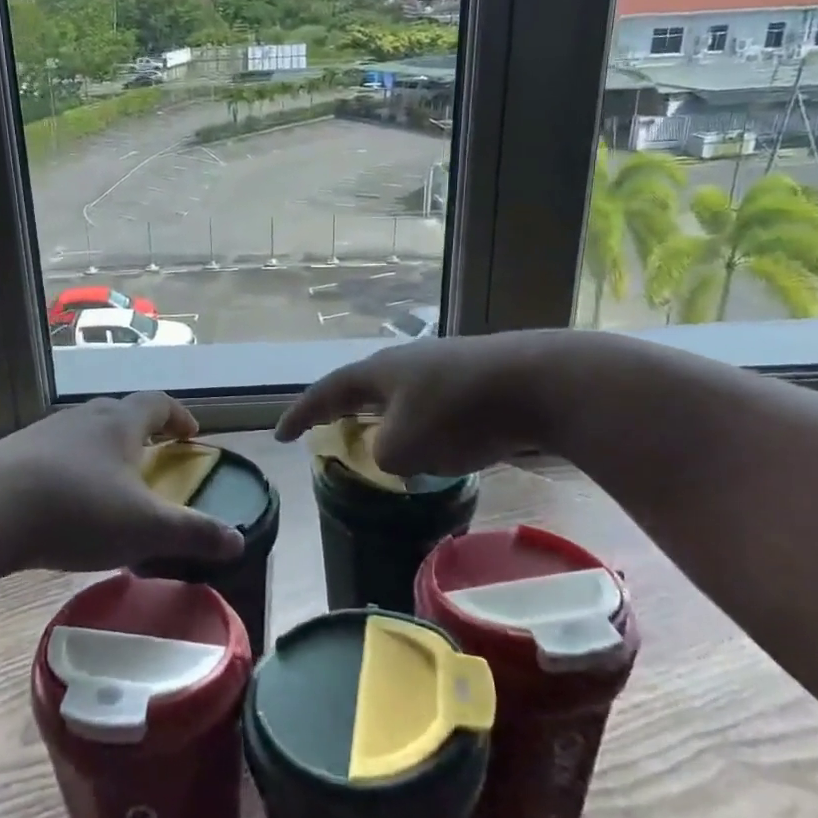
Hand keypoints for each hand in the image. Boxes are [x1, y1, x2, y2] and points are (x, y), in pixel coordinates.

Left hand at [0, 392, 247, 575]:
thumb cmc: (76, 511)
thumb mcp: (144, 529)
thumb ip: (193, 534)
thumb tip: (239, 541)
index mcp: (119, 423)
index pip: (158, 404)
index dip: (178, 416)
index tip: (191, 434)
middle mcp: (82, 418)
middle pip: (119, 412)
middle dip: (141, 431)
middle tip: (153, 455)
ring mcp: (43, 433)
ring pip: (83, 432)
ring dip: (102, 448)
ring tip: (110, 481)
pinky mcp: (12, 455)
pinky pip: (52, 454)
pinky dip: (69, 468)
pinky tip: (63, 500)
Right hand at [274, 331, 564, 475]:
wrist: (537, 382)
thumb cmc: (458, 413)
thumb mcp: (405, 447)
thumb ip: (384, 455)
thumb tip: (393, 451)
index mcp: (378, 372)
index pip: (326, 391)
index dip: (301, 414)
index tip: (280, 435)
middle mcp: (405, 362)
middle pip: (362, 386)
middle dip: (342, 409)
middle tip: (326, 426)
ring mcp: (442, 366)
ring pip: (400, 395)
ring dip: (384, 418)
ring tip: (381, 440)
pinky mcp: (474, 379)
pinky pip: (432, 404)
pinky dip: (420, 425)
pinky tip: (436, 443)